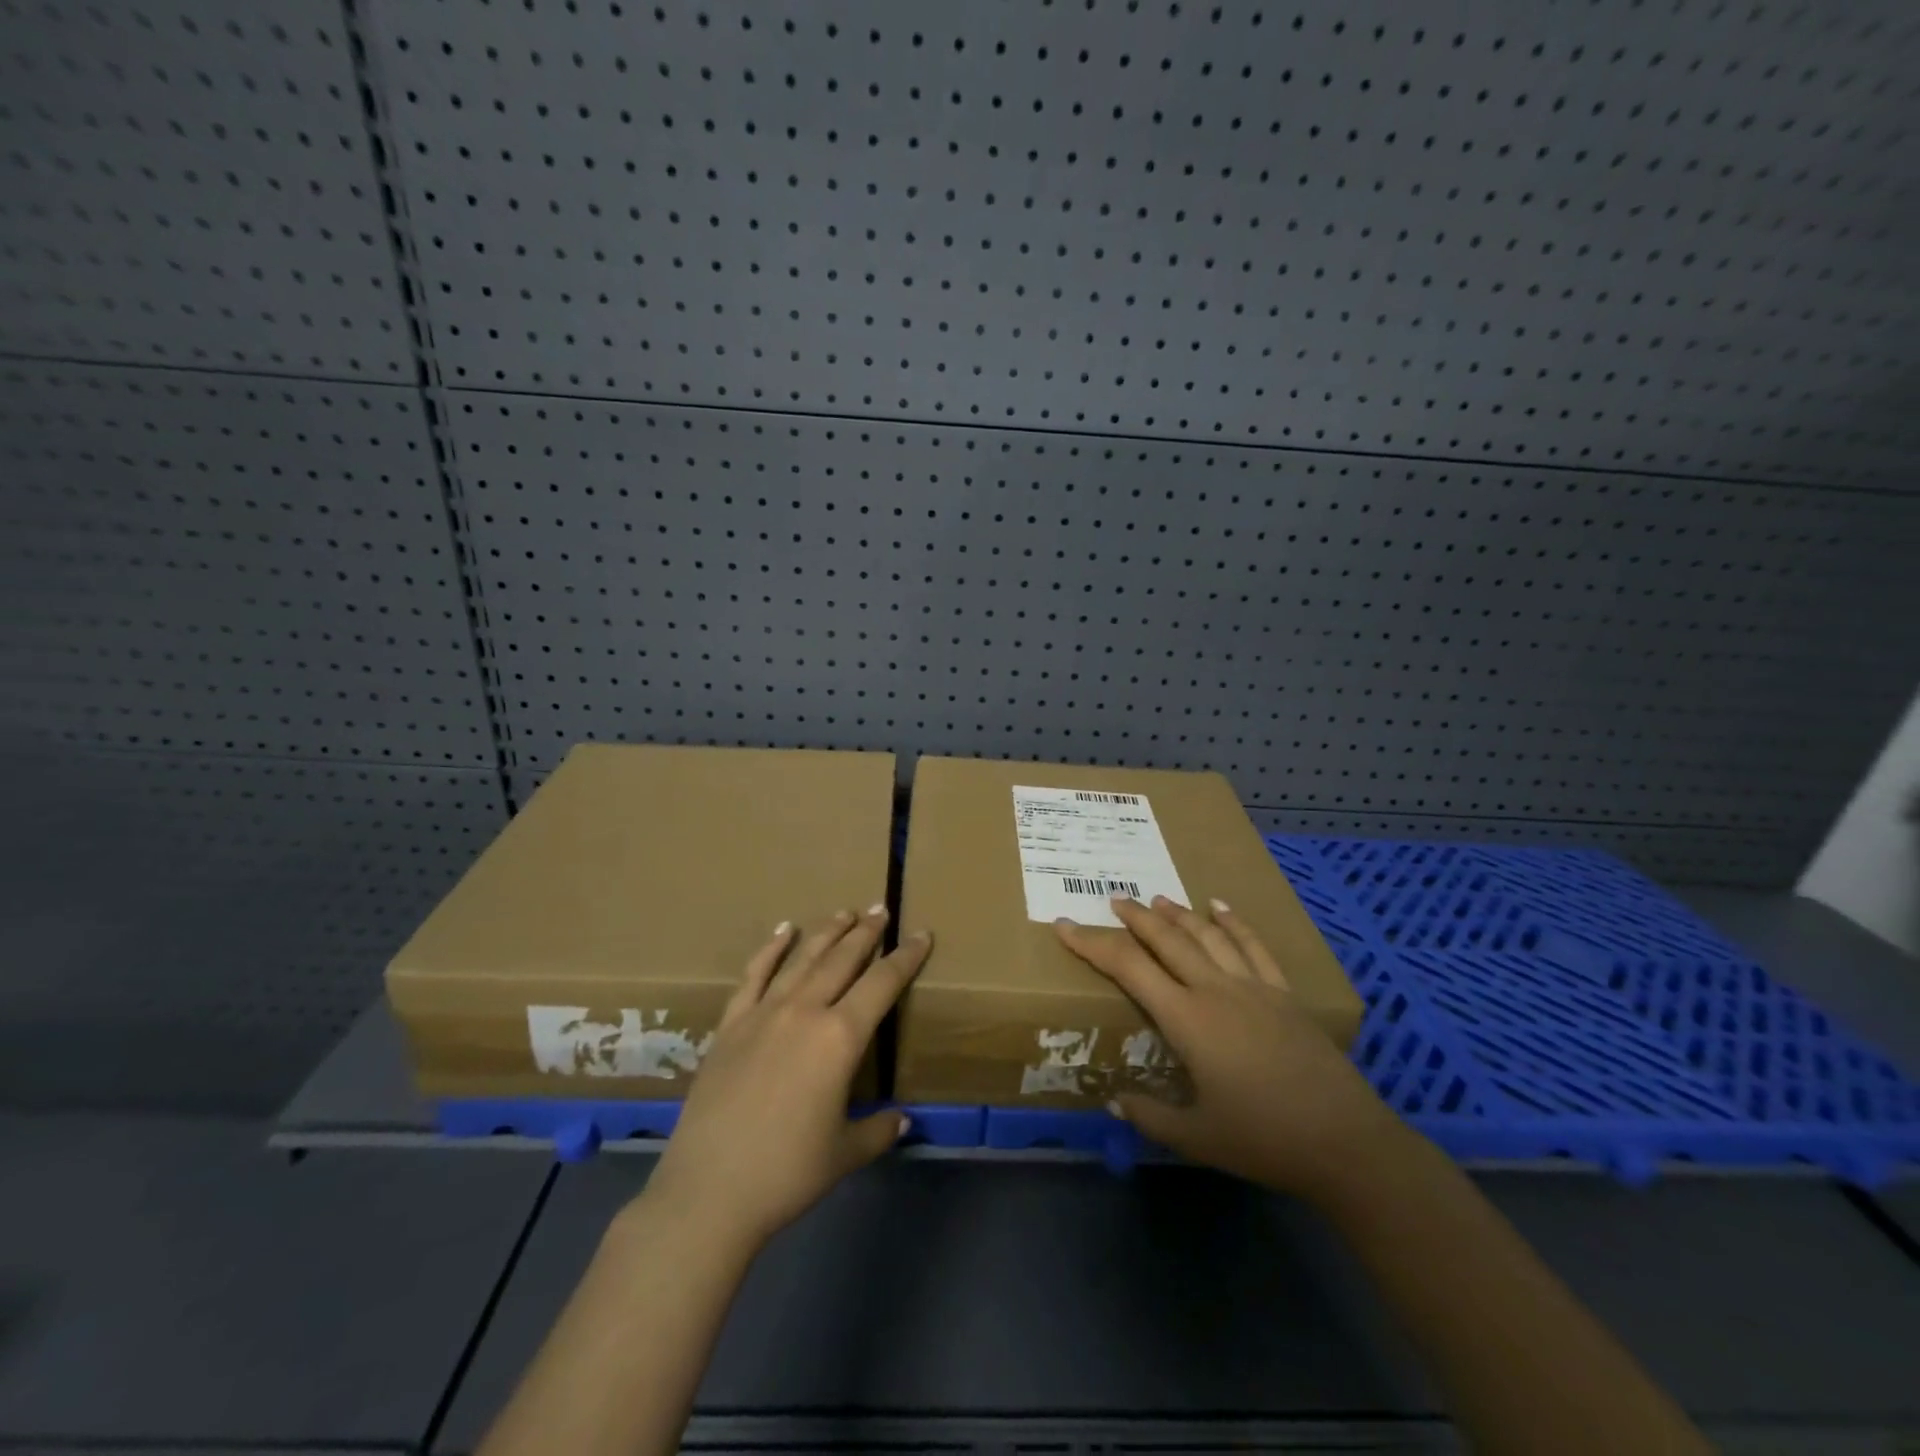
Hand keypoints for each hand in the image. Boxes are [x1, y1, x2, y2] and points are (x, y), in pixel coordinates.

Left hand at [640, 908, 929, 1252]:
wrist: (709, 1192)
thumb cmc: (787, 1173)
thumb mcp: (846, 1153)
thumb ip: (879, 1129)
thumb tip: (902, 1120)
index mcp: (840, 1038)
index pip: (883, 984)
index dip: (906, 957)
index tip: (922, 935)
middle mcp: (804, 1012)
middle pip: (842, 959)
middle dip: (866, 933)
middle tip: (881, 909)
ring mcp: (763, 1014)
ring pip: (802, 960)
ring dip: (826, 932)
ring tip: (845, 912)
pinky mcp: (730, 1025)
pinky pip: (753, 976)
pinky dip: (770, 949)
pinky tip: (782, 930)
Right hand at [1054, 896, 1406, 1203]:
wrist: (1345, 1142)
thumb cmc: (1264, 1139)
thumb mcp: (1197, 1138)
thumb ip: (1150, 1116)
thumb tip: (1114, 1101)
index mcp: (1187, 1019)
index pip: (1129, 968)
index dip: (1093, 944)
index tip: (1066, 925)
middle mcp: (1215, 990)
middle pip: (1167, 940)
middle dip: (1136, 917)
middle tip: (1114, 899)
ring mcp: (1253, 987)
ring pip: (1207, 936)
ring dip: (1178, 914)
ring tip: (1156, 899)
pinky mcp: (1283, 994)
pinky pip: (1254, 947)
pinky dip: (1234, 923)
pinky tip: (1220, 907)